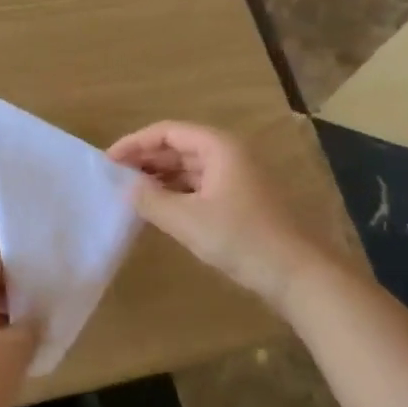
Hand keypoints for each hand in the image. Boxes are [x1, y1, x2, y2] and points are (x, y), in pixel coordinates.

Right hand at [108, 120, 323, 306]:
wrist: (299, 274)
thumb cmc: (242, 239)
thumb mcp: (188, 220)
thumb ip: (151, 200)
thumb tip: (126, 187)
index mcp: (218, 147)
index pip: (167, 131)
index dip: (135, 143)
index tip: (108, 161)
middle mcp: (228, 154)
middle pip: (178, 146)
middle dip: (145, 159)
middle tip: (114, 177)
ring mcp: (236, 178)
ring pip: (189, 167)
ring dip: (159, 176)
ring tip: (130, 193)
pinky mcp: (240, 201)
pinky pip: (199, 186)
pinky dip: (176, 192)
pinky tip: (158, 208)